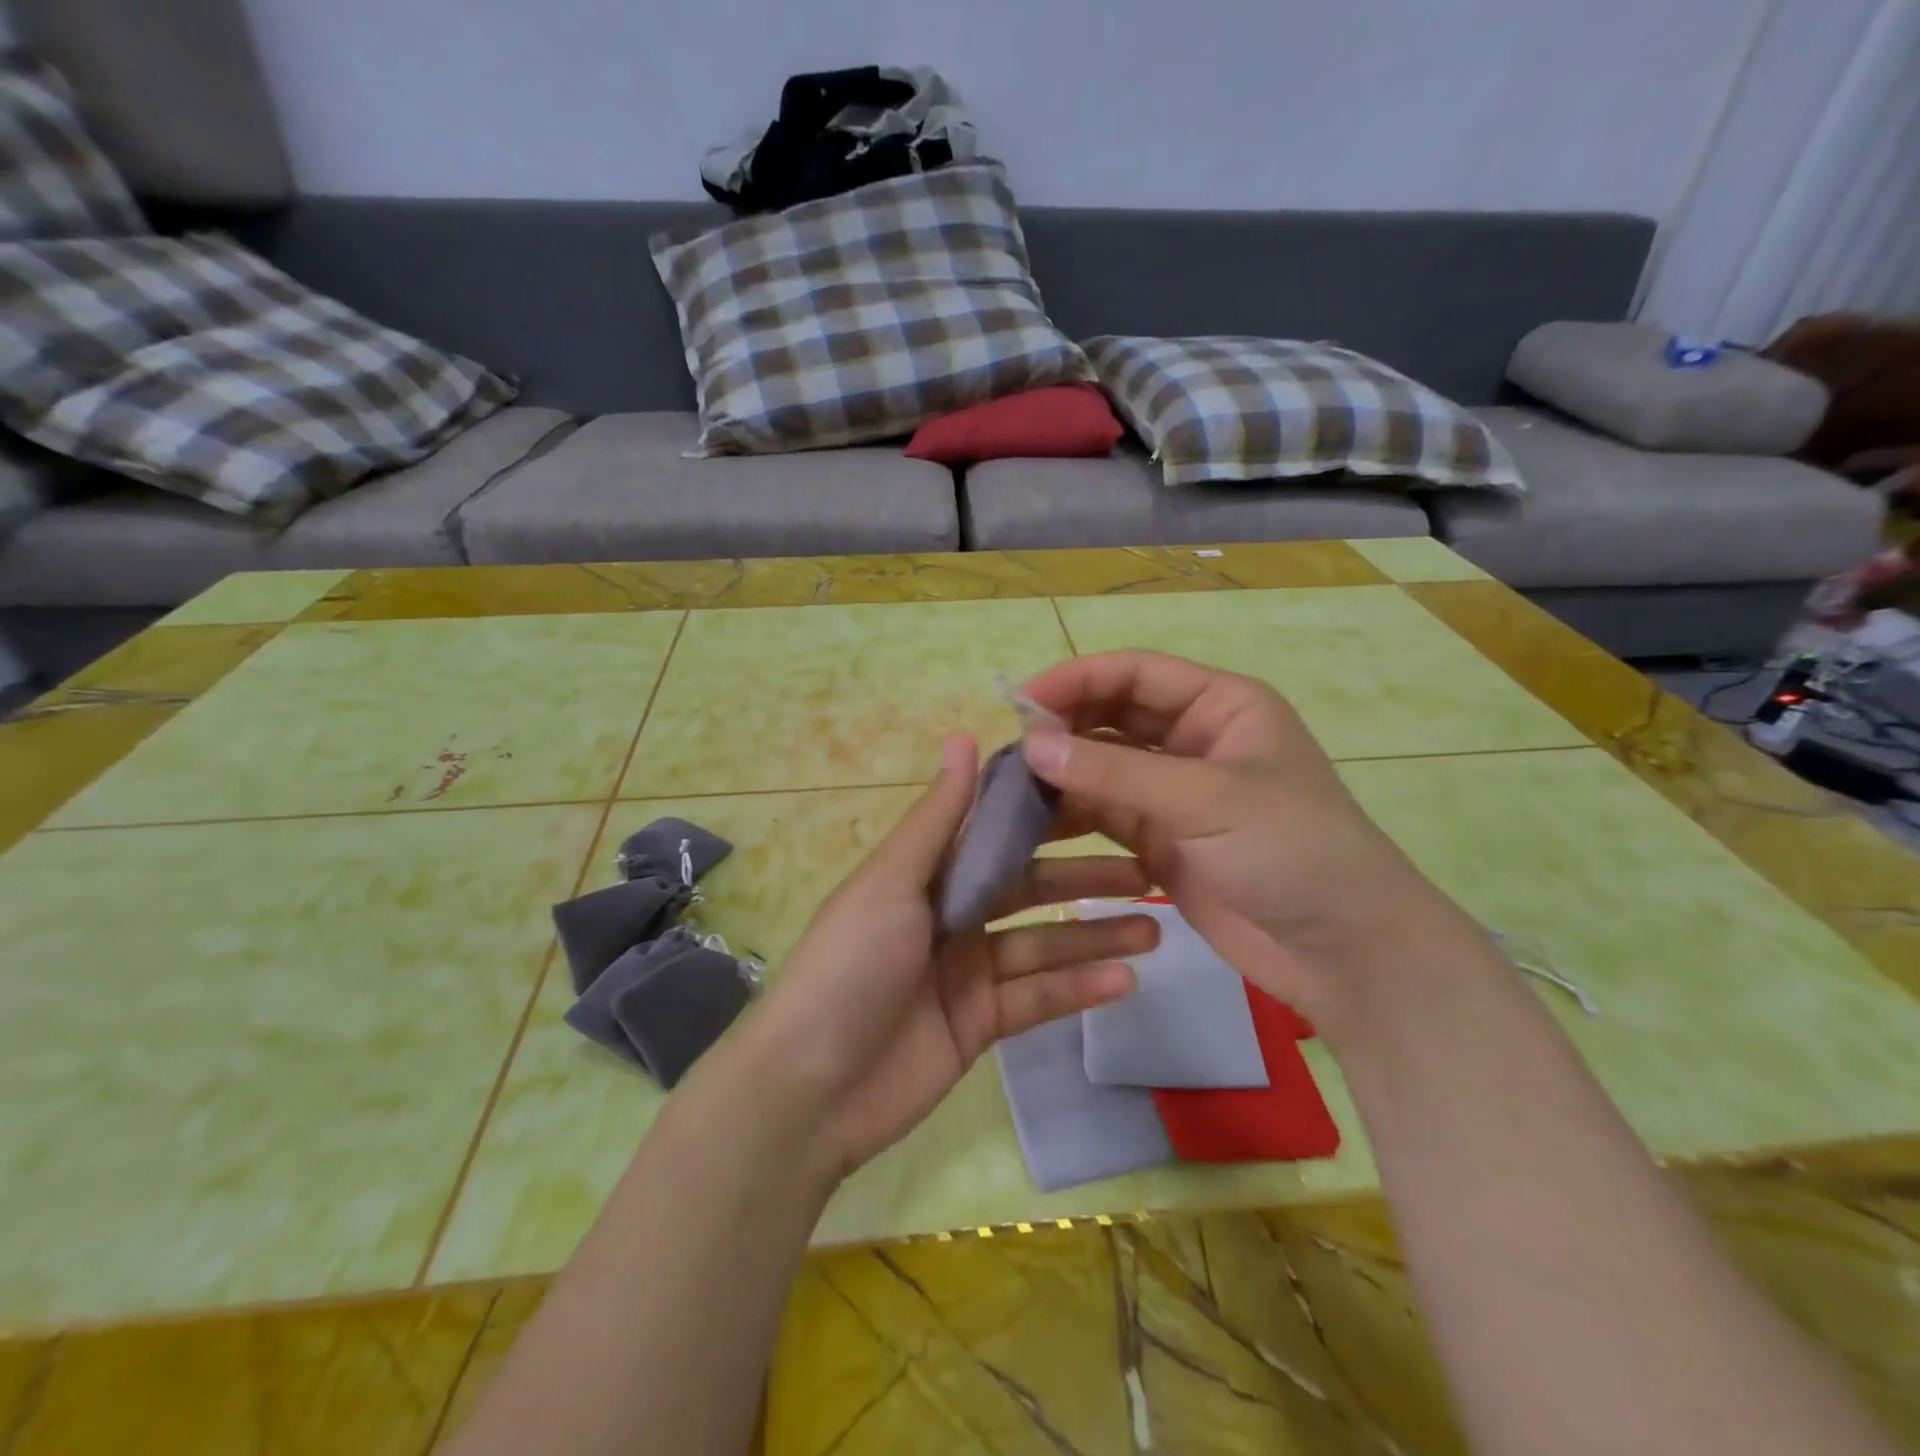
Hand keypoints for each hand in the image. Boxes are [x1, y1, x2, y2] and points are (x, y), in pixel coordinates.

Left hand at [737, 734, 1157, 1177]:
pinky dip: (1078, 989)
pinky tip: (1125, 980)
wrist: (810, 1088)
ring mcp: (967, 971)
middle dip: (1084, 879)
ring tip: (1156, 928)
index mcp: (927, 873)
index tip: (1103, 798)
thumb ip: (937, 818)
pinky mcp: (981, 1023)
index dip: (1045, 817)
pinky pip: (1037, 998)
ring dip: (1096, 937)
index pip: (996, 834)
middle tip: (1150, 870)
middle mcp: (950, 914)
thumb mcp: (892, 882)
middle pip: (1029, 889)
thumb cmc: (849, 965)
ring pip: (1043, 945)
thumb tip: (963, 737)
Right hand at [1019, 651, 1480, 1038]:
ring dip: (1061, 773)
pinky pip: (1105, 814)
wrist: (1345, 951)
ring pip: (1103, 767)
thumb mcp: (1205, 799)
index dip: (1076, 680)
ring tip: (1010, 787)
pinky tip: (1033, 822)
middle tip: (1009, 751)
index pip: (1134, 674)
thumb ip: (1113, 773)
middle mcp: (1193, 740)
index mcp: (1220, 705)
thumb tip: (1031, 744)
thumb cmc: (1291, 850)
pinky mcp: (1160, 840)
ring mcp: (1175, 793)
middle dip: (1063, 727)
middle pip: (1112, 717)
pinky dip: (1071, 815)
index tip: (1020, 705)